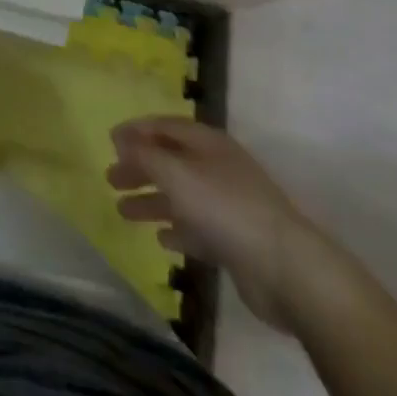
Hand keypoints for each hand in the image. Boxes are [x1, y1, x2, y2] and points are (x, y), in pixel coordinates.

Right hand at [107, 117, 319, 331]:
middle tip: (109, 178)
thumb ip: (144, 155)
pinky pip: (198, 228)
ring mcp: (228, 205)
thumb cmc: (225, 208)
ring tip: (122, 211)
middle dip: (139, 168)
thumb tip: (120, 139)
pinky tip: (161, 239)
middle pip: (170, 161)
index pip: (164, 126)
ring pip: (181, 196)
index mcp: (207, 143)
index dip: (136, 131)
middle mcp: (217, 168)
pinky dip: (177, 230)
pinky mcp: (235, 241)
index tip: (109, 141)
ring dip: (152, 201)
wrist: (287, 269)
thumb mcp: (176, 173)